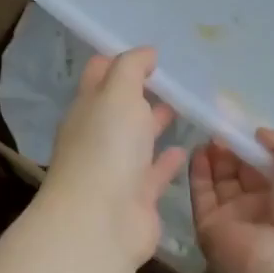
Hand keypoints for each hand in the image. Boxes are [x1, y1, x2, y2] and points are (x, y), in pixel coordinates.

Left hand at [41, 47, 185, 269]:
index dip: (120, 60)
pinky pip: (154, 172)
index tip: (150, 52)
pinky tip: (186, 149)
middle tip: (174, 77)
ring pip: (138, 139)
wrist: (101, 220)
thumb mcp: (117, 93)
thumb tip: (146, 51)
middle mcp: (98, 135)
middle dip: (141, 91)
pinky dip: (168, 160)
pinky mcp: (137, 196)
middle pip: (120, 107)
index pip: (99, 74)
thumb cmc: (106, 147)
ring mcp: (116, 168)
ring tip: (183, 106)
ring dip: (155, 122)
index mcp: (87, 107)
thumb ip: (131, 68)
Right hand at [189, 129, 273, 272]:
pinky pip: (201, 196)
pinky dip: (198, 173)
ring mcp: (234, 220)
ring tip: (209, 135)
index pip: (266, 170)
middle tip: (221, 127)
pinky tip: (199, 151)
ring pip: (219, 183)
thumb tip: (260, 132)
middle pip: (240, 174)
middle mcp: (261, 211)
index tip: (241, 126)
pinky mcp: (209, 228)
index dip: (253, 148)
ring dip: (214, 159)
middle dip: (231, 150)